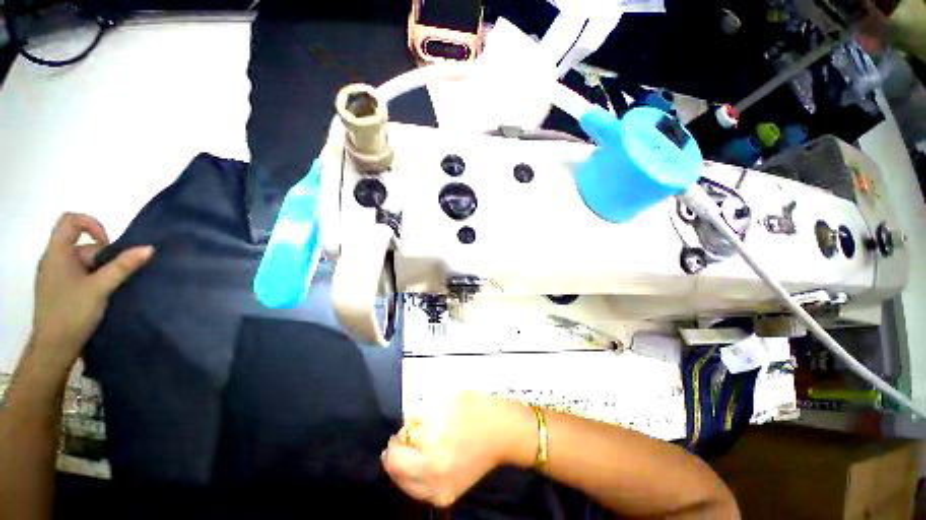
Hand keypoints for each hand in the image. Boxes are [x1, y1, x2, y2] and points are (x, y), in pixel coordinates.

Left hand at [29, 213, 153, 372]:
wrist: (53, 348)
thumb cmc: (72, 312)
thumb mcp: (100, 288)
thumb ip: (123, 266)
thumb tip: (148, 248)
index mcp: (57, 253)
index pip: (70, 221)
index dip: (92, 224)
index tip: (110, 244)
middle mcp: (53, 259)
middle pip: (83, 244)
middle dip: (105, 256)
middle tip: (116, 276)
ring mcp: (55, 275)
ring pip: (83, 261)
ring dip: (101, 270)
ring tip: (110, 289)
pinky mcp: (59, 289)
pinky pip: (79, 274)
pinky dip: (94, 279)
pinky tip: (102, 295)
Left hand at [381, 392, 535, 507]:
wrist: (504, 431)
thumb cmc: (477, 411)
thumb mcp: (444, 402)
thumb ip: (419, 414)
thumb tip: (405, 423)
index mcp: (432, 457)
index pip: (394, 457)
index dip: (396, 439)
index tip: (403, 427)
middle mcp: (434, 481)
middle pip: (396, 474)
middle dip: (396, 453)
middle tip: (406, 436)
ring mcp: (441, 493)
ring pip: (405, 485)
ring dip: (404, 466)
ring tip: (415, 447)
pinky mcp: (448, 495)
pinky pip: (419, 490)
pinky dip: (415, 475)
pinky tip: (424, 459)